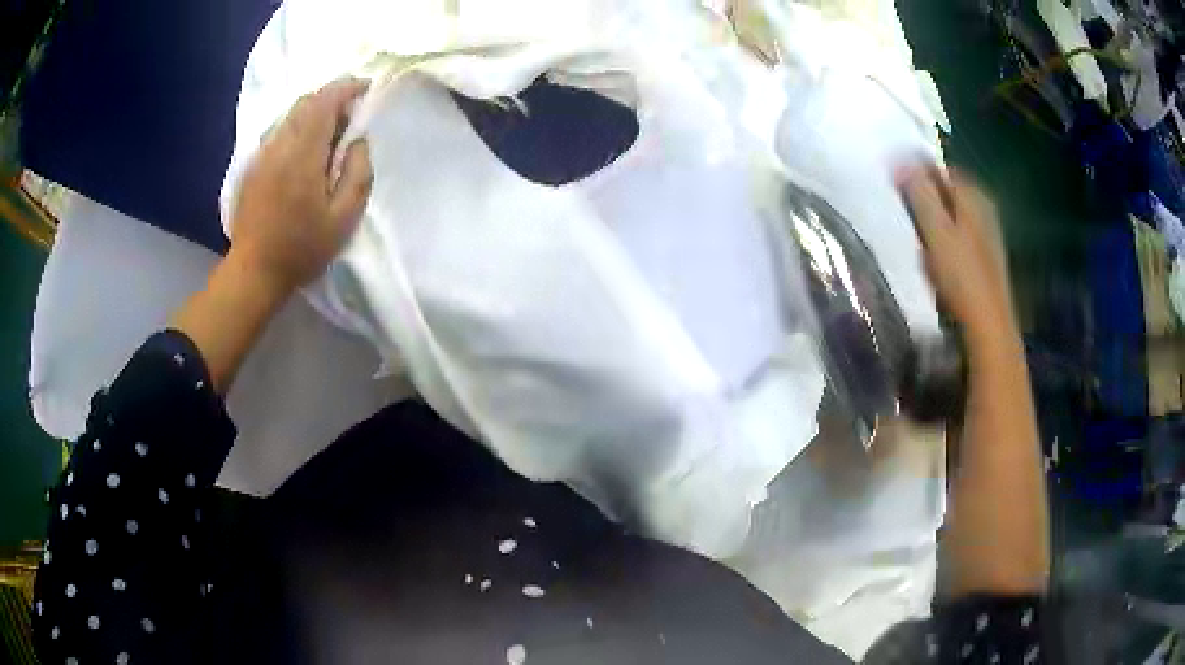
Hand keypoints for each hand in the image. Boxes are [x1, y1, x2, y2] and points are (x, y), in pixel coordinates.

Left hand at [229, 77, 373, 294]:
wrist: (254, 272)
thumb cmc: (302, 248)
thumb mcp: (343, 219)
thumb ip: (357, 173)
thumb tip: (357, 141)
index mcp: (302, 155)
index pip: (325, 102)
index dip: (347, 88)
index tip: (366, 89)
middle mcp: (279, 146)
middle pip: (306, 102)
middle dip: (332, 98)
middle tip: (350, 116)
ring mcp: (261, 155)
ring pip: (290, 115)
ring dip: (314, 112)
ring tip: (330, 134)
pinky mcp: (252, 166)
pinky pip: (278, 132)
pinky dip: (298, 128)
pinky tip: (305, 152)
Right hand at [896, 164, 1016, 350]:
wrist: (988, 326)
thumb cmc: (961, 276)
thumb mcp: (935, 230)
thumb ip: (919, 192)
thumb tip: (900, 157)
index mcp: (973, 195)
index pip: (939, 168)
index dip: (915, 172)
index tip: (895, 186)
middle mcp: (984, 207)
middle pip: (948, 191)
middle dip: (925, 196)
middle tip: (903, 211)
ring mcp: (988, 233)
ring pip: (954, 213)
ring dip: (935, 219)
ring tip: (917, 236)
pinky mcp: (986, 257)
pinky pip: (960, 234)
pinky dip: (946, 238)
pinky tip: (937, 257)